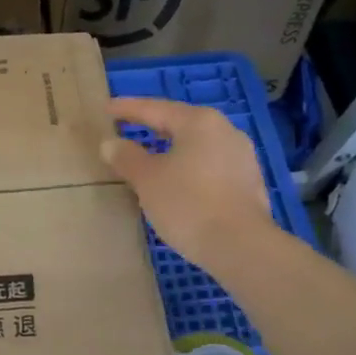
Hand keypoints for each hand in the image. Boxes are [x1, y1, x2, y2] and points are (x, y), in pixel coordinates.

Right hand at [101, 98, 273, 270]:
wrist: (240, 245)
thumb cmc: (187, 203)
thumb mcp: (147, 179)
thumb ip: (127, 157)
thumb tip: (110, 144)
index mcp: (199, 122)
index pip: (155, 108)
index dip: (128, 108)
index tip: (107, 108)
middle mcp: (225, 131)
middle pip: (180, 123)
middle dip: (152, 126)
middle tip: (127, 126)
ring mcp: (241, 157)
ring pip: (197, 146)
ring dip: (172, 148)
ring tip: (150, 155)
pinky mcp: (248, 182)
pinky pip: (210, 165)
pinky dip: (189, 167)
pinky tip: (178, 181)